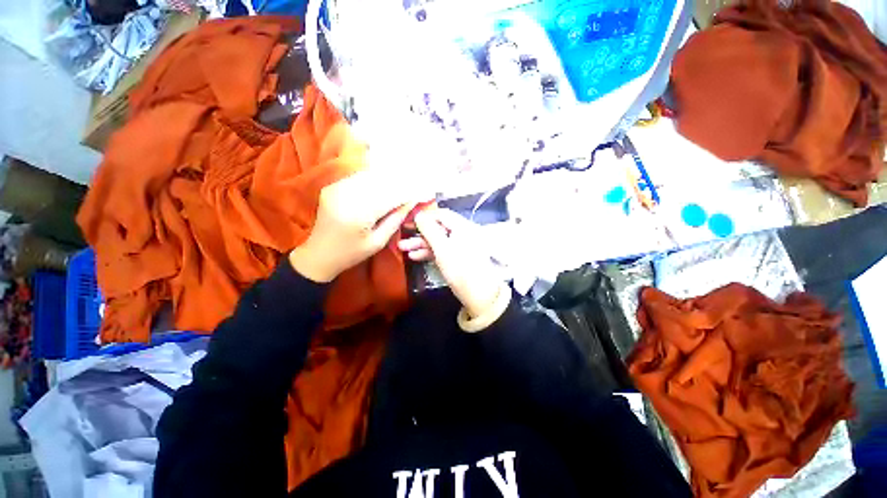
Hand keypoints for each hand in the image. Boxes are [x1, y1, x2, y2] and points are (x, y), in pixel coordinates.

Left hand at [289, 170, 425, 282]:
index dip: (411, 192)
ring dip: (391, 178)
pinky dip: (377, 178)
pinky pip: (360, 177)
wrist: (318, 255)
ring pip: (372, 176)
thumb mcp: (378, 241)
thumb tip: (412, 201)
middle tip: (421, 183)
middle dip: (404, 182)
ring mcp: (337, 188)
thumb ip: (395, 219)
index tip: (427, 191)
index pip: (391, 196)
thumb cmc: (351, 254)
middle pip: (382, 181)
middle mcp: (346, 195)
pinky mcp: (333, 186)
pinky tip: (388, 183)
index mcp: (358, 214)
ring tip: (408, 181)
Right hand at [399, 208, 504, 318]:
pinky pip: (442, 250)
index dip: (426, 216)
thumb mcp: (443, 249)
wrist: (478, 296)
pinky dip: (429, 252)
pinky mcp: (457, 258)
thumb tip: (418, 215)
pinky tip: (415, 256)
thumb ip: (430, 231)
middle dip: (420, 233)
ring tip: (403, 249)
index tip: (409, 220)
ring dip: (421, 244)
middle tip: (403, 236)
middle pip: (439, 228)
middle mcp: (462, 233)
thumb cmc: (460, 270)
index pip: (442, 214)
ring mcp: (459, 246)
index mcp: (463, 227)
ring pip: (438, 240)